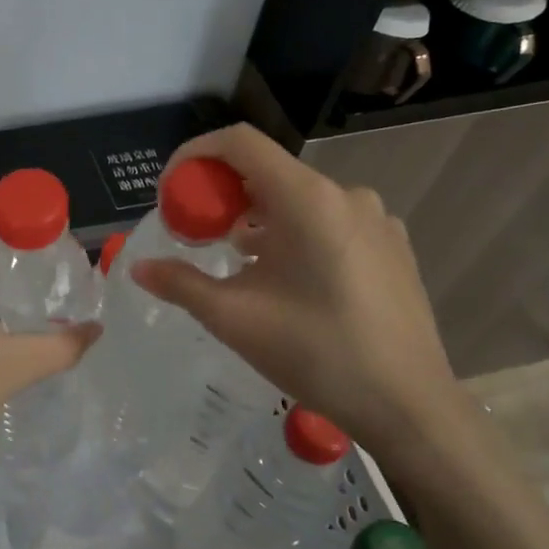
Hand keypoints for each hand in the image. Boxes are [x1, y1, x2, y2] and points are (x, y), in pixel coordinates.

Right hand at [131, 124, 463, 451]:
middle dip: (222, 196)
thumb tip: (138, 268)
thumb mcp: (235, 318)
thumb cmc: (316, 353)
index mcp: (306, 199)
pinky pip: (329, 220)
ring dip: (258, 218)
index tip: (171, 191)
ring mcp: (375, 218)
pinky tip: (289, 279)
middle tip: (196, 235)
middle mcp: (344, 194)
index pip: (239, 143)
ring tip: (240, 263)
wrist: (409, 406)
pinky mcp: (391, 244)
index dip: (195, 155)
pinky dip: (295, 233)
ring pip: (298, 198)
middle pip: (267, 171)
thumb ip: (181, 284)